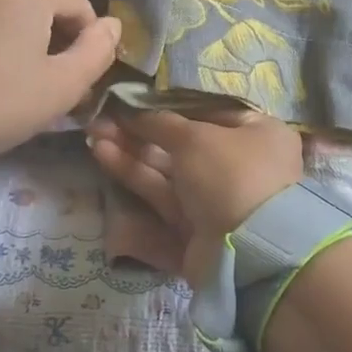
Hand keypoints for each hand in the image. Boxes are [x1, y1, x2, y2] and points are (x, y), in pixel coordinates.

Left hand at [0, 0, 121, 176]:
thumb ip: (98, 52)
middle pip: (43, 4)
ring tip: (10, 81)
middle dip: (53, 40)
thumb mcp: (61, 87)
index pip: (81, 6)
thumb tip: (113, 25)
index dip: (88, 46)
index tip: (78, 83)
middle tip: (46, 85)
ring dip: (20, 39)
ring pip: (7, 10)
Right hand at [86, 105, 302, 285]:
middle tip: (102, 118)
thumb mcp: (196, 137)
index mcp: (258, 134)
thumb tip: (135, 110)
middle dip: (141, 131)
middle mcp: (241, 166)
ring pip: (167, 171)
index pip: (209, 113)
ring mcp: (217, 200)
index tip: (134, 99)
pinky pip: (162, 198)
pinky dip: (134, 177)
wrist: (247, 252)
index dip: (170, 106)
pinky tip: (103, 155)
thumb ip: (161, 121)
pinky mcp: (195, 229)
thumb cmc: (230, 175)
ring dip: (131, 152)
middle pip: (182, 144)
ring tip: (93, 134)